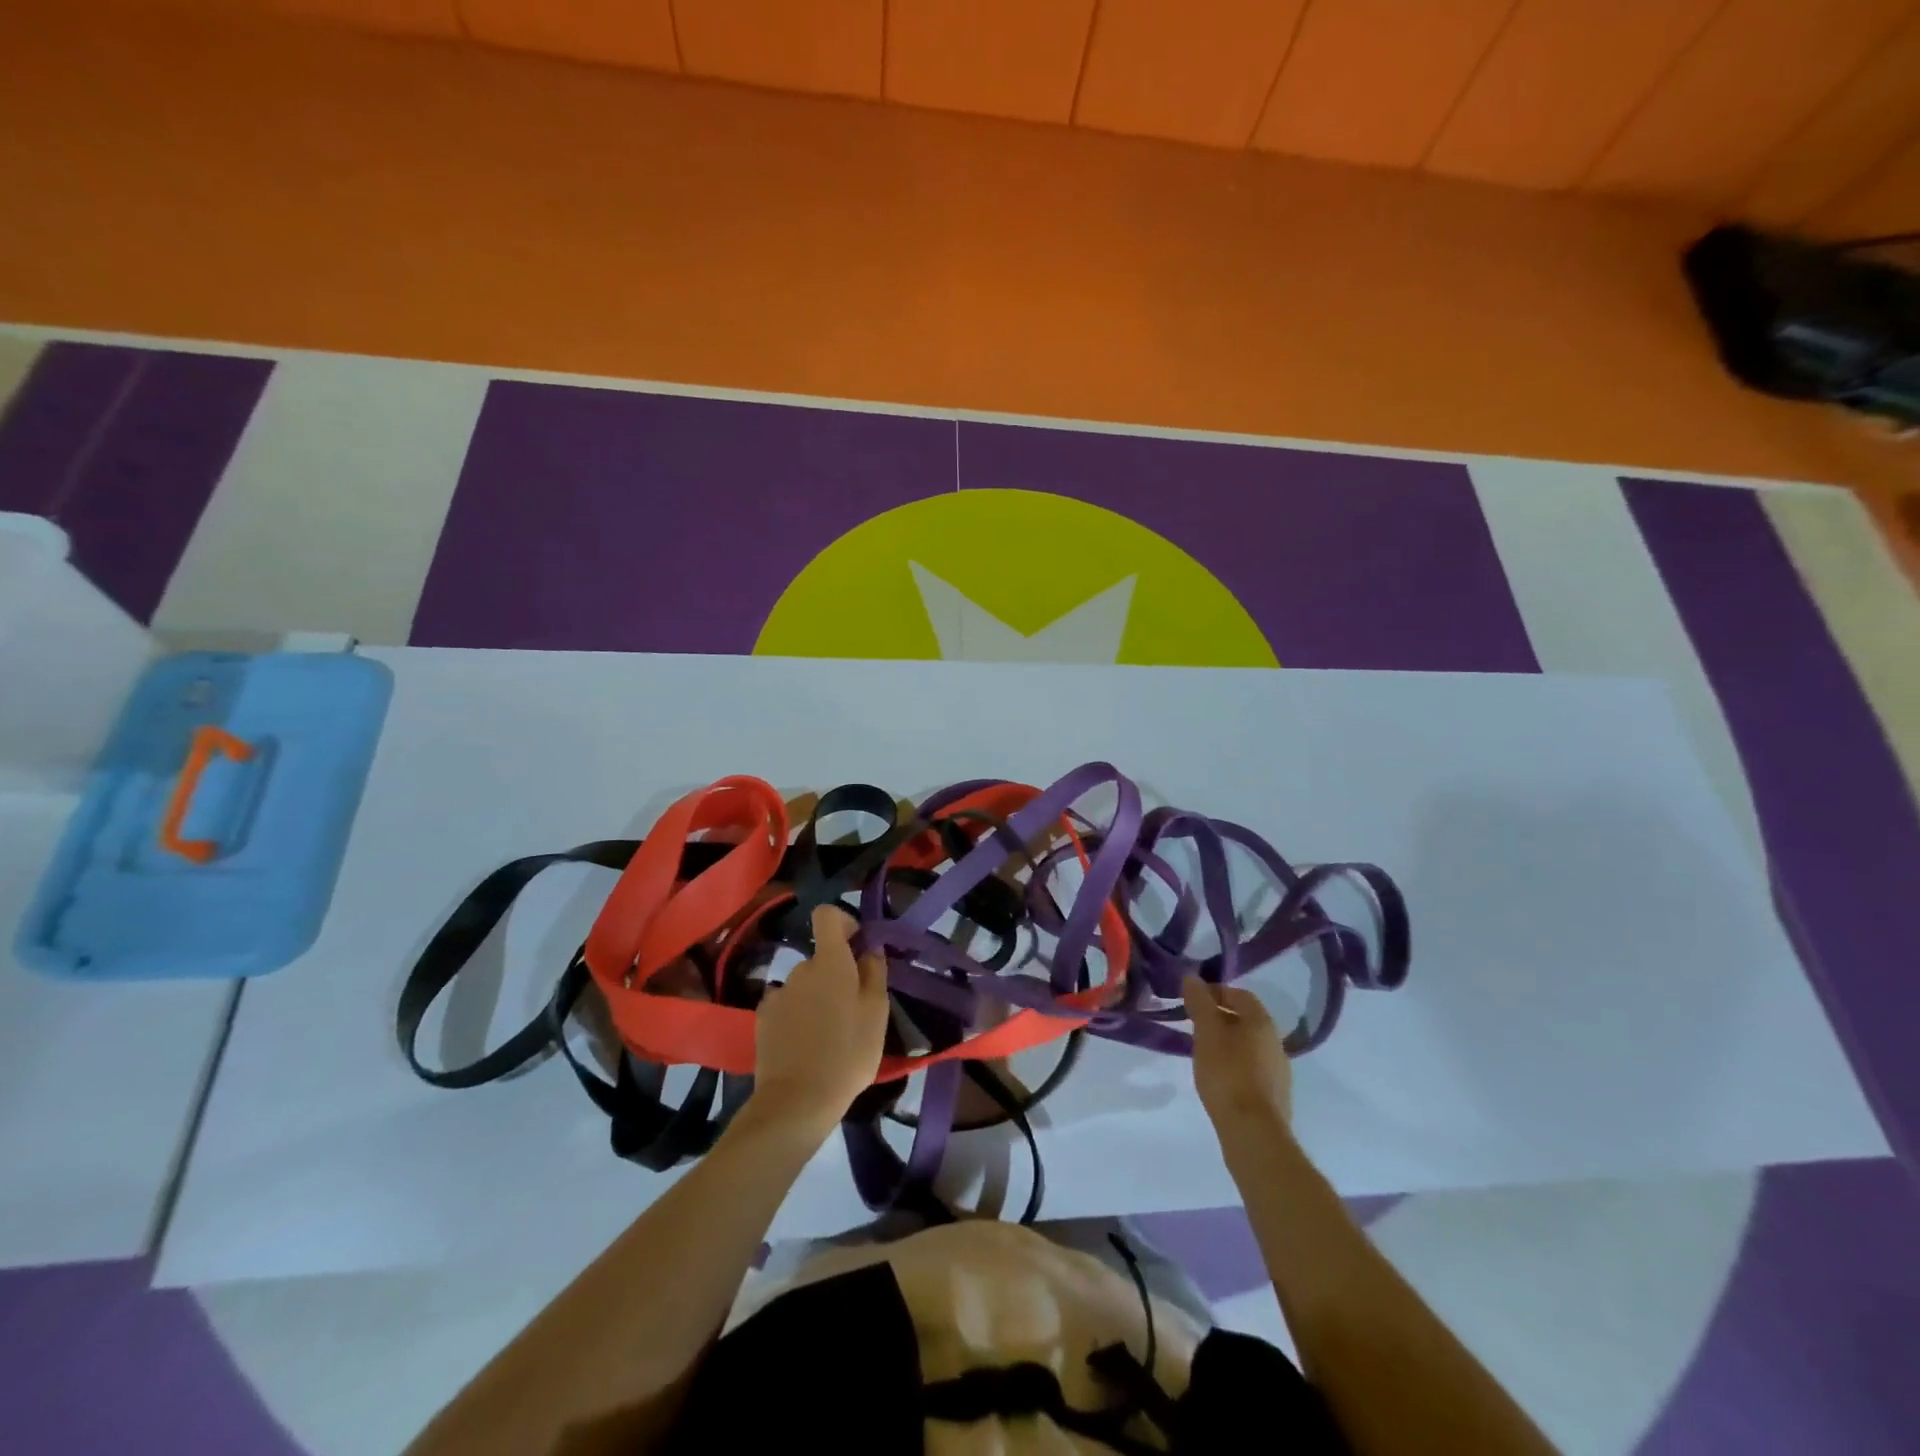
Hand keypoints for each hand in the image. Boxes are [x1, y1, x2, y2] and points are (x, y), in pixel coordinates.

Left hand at [750, 906, 889, 1137]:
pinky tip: (804, 1044)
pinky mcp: (763, 1018)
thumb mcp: (877, 1014)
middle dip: (836, 974)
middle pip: (820, 958)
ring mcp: (778, 993)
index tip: (857, 946)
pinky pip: (786, 1005)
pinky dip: (796, 1015)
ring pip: (804, 984)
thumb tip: (869, 950)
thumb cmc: (847, 1054)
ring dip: (817, 997)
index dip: (843, 922)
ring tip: (829, 1034)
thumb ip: (875, 973)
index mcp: (830, 962)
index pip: (827, 915)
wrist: (797, 1101)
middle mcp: (801, 969)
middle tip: (852, 1009)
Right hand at [1184, 975, 1292, 1131]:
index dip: (1215, 992)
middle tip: (1194, 1026)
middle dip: (1220, 1018)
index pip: (1240, 995)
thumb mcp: (1206, 1032)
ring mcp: (1279, 1071)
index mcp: (1262, 1022)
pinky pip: (1252, 1069)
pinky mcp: (1275, 1096)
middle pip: (1246, 1020)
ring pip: (1249, 1046)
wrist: (1253, 1131)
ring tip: (1203, 1053)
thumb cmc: (1227, 1073)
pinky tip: (1219, 1079)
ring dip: (1227, 1042)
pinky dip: (1235, 1065)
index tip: (1192, 1001)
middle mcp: (1276, 1042)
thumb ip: (1199, 1003)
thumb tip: (1192, 978)